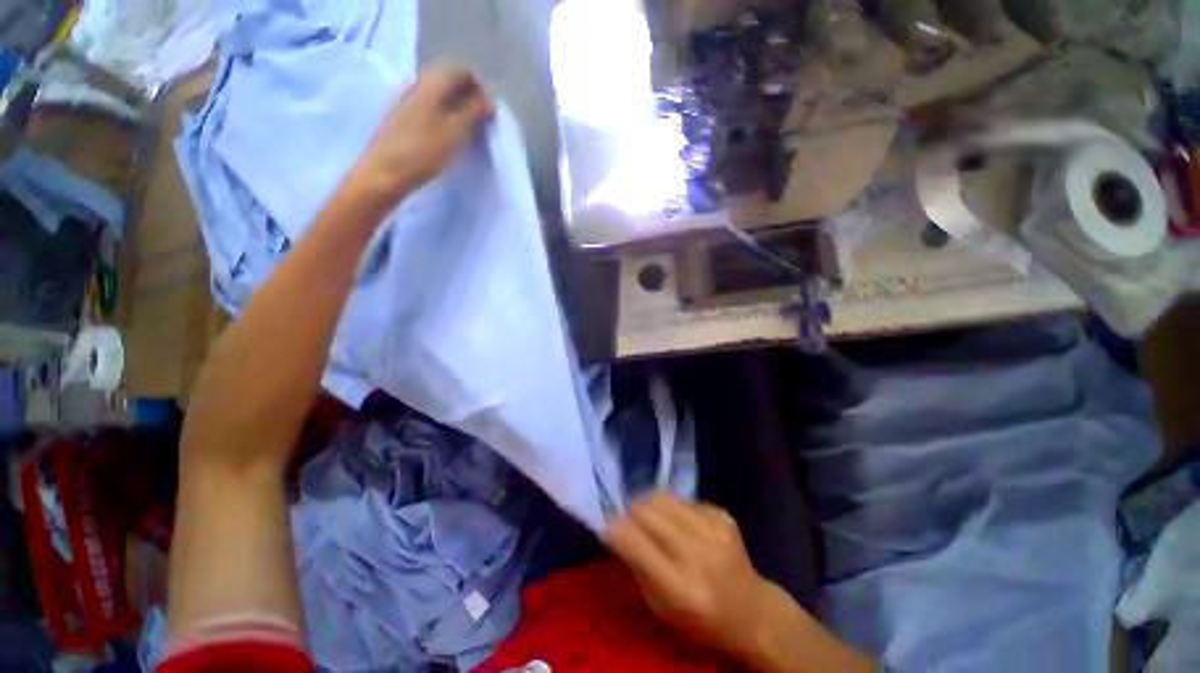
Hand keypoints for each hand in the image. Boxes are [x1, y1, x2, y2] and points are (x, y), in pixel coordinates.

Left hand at [348, 62, 493, 206]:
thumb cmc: (423, 153)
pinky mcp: (400, 115)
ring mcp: (405, 98)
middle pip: (448, 78)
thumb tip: (485, 99)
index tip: (489, 113)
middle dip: (469, 95)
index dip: (480, 88)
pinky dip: (444, 114)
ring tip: (468, 130)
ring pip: (438, 93)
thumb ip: (473, 111)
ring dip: (457, 106)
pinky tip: (448, 134)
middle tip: (481, 121)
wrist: (384, 174)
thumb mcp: (455, 132)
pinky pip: (428, 105)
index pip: (461, 69)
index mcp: (431, 83)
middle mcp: (416, 83)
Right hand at [603, 492, 786, 660]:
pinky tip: (681, 524)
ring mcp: (714, 530)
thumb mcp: (661, 608)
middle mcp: (698, 554)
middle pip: (647, 510)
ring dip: (650, 505)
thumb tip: (615, 527)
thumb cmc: (701, 619)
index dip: (614, 527)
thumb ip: (637, 566)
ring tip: (652, 517)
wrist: (753, 612)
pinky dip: (675, 508)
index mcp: (680, 587)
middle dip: (630, 511)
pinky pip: (684, 500)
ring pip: (663, 497)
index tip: (606, 523)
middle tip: (629, 519)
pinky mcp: (723, 516)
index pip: (634, 541)